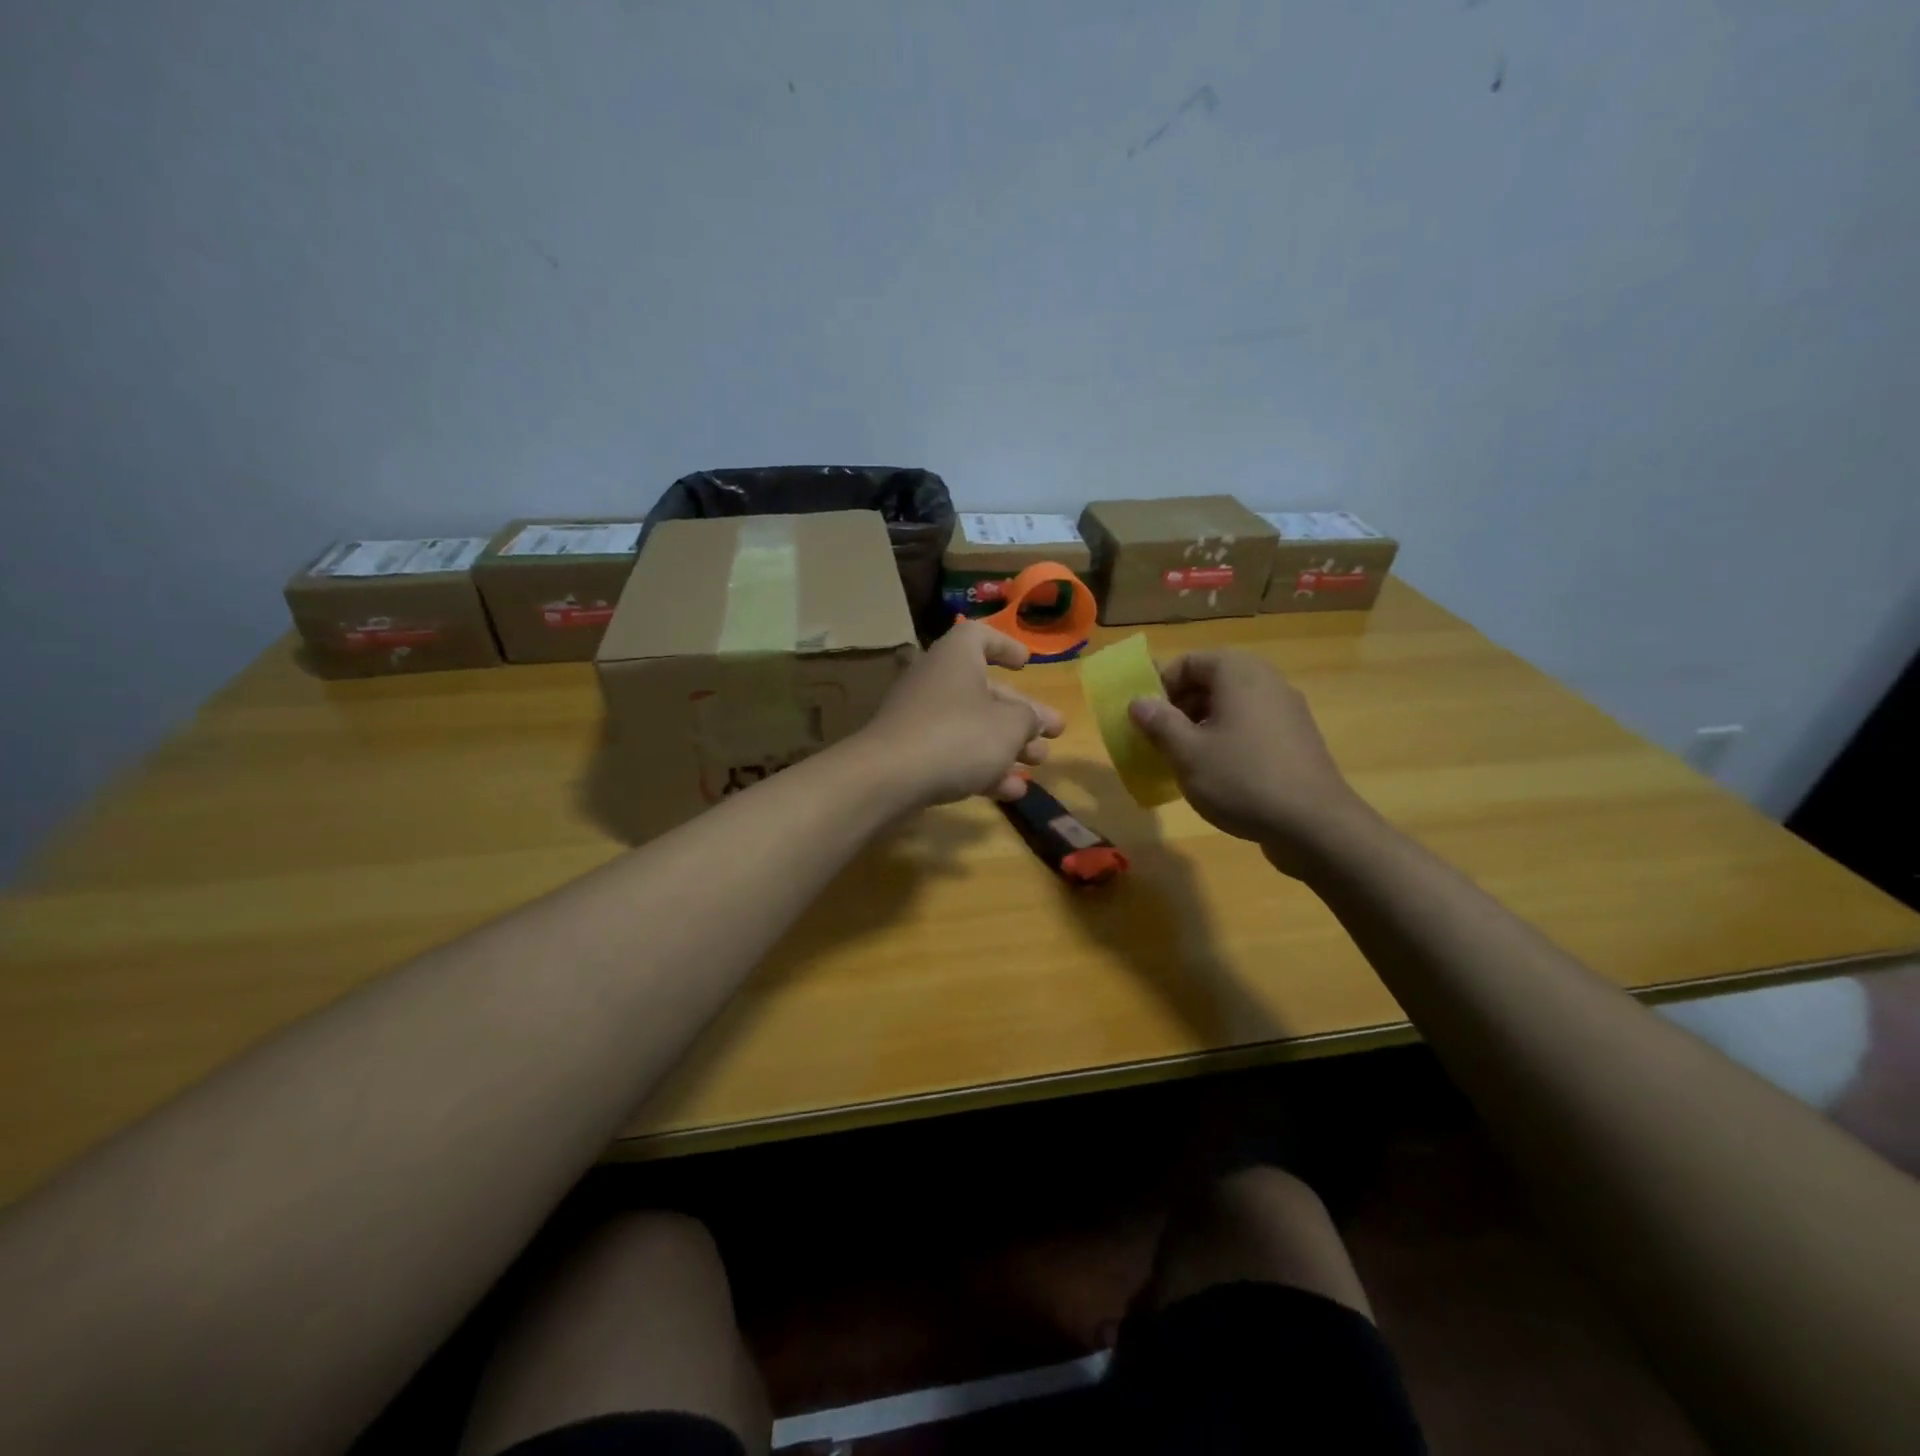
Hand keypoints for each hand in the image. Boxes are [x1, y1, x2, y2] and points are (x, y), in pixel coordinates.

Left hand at [858, 621, 1065, 806]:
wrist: (889, 778)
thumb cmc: (958, 736)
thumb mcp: (1010, 726)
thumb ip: (1029, 719)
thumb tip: (1032, 720)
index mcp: (956, 657)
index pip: (979, 636)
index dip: (1005, 646)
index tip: (1026, 664)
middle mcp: (935, 680)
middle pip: (985, 691)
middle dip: (1021, 714)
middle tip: (1053, 733)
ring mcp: (920, 718)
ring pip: (972, 726)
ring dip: (1007, 745)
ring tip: (1038, 765)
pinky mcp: (911, 753)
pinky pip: (953, 753)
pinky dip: (981, 767)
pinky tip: (1009, 792)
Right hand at [1126, 652, 1373, 874]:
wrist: (1314, 825)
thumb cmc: (1242, 779)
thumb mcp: (1187, 752)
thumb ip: (1159, 722)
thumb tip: (1138, 702)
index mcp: (1238, 673)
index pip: (1188, 662)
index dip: (1160, 687)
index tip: (1147, 720)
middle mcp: (1266, 681)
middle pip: (1211, 680)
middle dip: (1180, 707)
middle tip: (1161, 741)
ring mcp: (1286, 710)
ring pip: (1231, 705)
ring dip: (1201, 725)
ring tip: (1186, 760)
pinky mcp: (1296, 739)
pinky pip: (1251, 725)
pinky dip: (1228, 739)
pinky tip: (1219, 774)